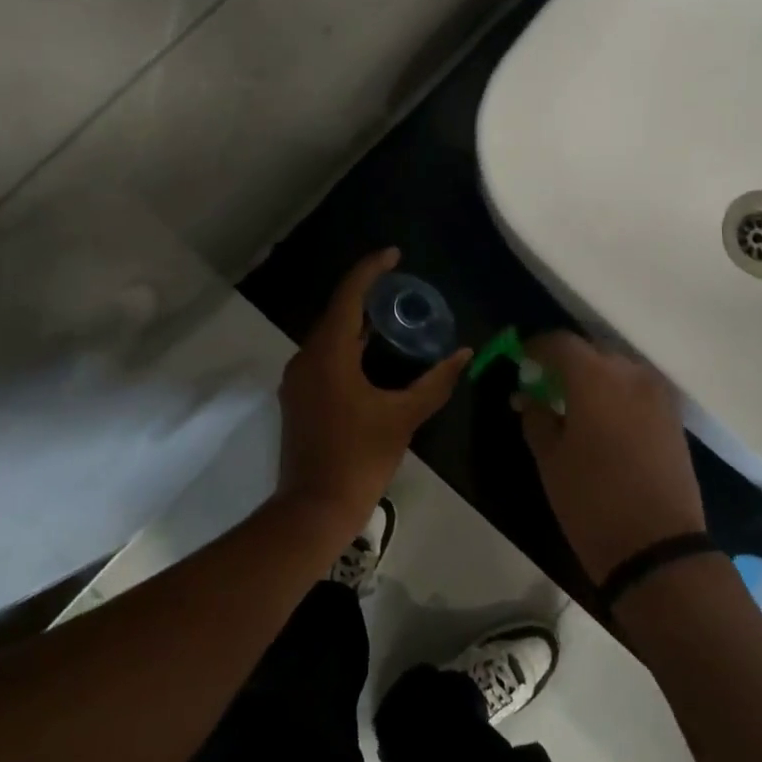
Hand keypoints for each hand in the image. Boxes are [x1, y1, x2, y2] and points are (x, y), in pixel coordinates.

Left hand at [276, 249, 470, 528]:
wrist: (314, 507)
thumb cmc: (360, 458)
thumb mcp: (404, 417)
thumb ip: (435, 382)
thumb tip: (464, 353)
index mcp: (329, 354)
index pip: (349, 296)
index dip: (371, 270)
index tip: (395, 254)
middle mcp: (306, 358)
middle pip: (337, 313)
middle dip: (368, 296)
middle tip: (402, 288)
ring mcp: (297, 379)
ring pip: (329, 337)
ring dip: (358, 324)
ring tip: (392, 317)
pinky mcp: (298, 397)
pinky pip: (324, 357)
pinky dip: (348, 347)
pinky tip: (372, 356)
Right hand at [517, 332, 706, 584]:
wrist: (657, 546)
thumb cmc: (591, 501)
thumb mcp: (550, 459)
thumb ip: (536, 417)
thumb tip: (529, 397)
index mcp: (595, 378)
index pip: (560, 343)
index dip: (536, 347)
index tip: (520, 362)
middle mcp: (631, 374)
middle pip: (592, 351)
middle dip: (565, 362)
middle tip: (543, 385)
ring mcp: (658, 395)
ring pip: (618, 369)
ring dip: (593, 377)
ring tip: (573, 404)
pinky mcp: (673, 417)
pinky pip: (638, 389)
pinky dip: (616, 393)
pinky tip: (602, 420)